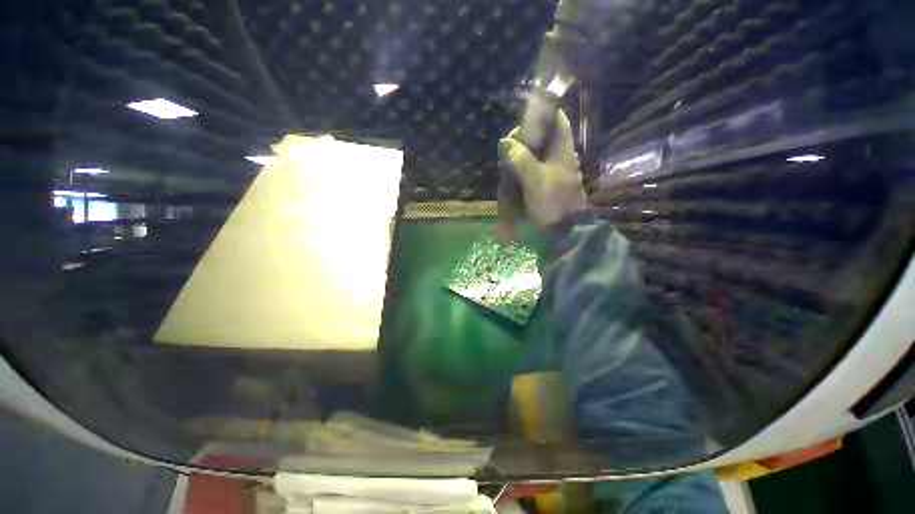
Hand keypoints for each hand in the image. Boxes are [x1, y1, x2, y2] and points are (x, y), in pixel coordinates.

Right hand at [498, 110, 587, 227]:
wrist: (563, 230)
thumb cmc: (552, 201)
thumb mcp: (535, 178)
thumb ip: (520, 158)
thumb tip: (504, 142)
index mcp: (562, 149)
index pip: (556, 120)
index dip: (542, 113)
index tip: (521, 120)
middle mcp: (558, 156)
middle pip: (541, 136)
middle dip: (523, 139)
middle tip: (508, 151)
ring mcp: (551, 171)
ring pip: (533, 154)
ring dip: (519, 156)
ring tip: (507, 166)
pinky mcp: (544, 184)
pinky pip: (530, 170)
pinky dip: (519, 171)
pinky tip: (511, 179)